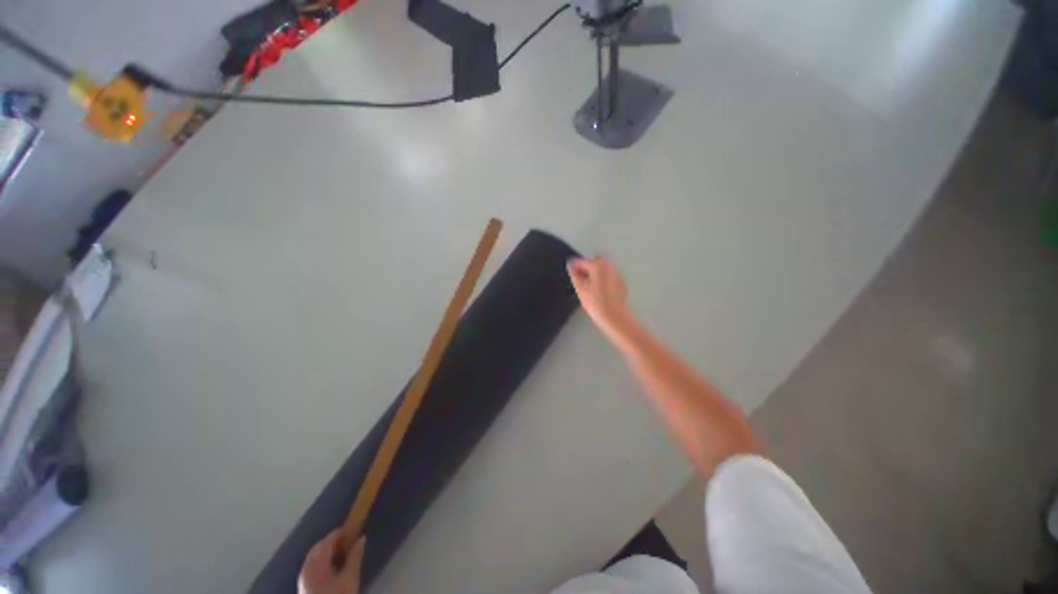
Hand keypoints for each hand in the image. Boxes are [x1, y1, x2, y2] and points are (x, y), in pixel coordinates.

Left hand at [298, 531, 364, 593]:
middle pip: (319, 547)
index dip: (341, 532)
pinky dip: (324, 560)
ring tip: (345, 550)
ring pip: (316, 556)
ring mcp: (304, 577)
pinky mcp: (305, 585)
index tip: (355, 527)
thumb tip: (361, 538)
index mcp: (315, 564)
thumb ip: (355, 557)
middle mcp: (306, 568)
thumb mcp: (350, 578)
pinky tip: (335, 564)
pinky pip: (314, 565)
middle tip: (351, 538)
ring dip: (329, 550)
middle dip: (334, 541)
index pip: (328, 540)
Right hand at [567, 255, 631, 338]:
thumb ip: (575, 275)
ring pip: (604, 267)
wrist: (615, 317)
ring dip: (596, 271)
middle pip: (596, 260)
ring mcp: (617, 274)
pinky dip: (603, 277)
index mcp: (598, 266)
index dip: (575, 265)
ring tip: (588, 283)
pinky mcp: (621, 282)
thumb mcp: (581, 289)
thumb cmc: (595, 302)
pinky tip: (599, 289)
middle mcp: (609, 266)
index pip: (583, 261)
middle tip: (580, 276)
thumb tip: (571, 265)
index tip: (569, 269)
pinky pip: (610, 274)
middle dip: (588, 265)